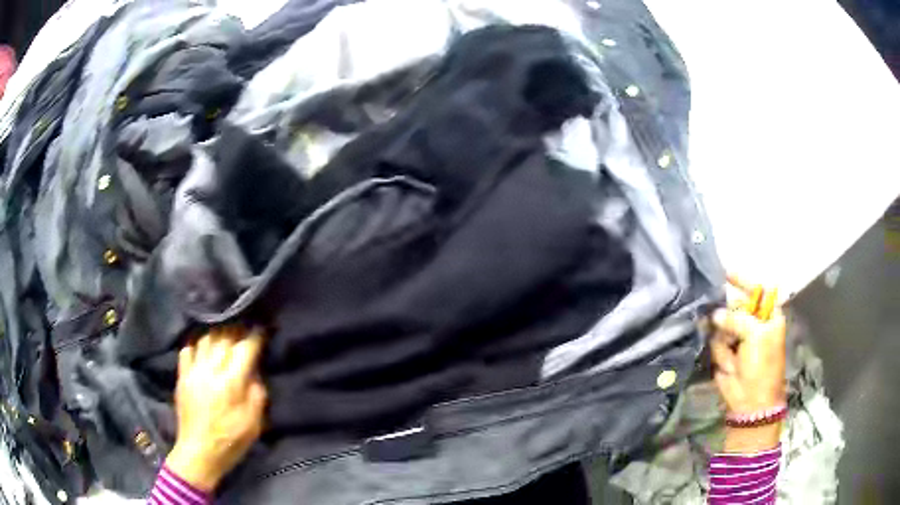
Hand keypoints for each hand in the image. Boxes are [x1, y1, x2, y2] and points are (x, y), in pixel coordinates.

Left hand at [165, 326, 267, 491]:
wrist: (199, 451)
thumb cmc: (231, 440)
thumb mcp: (254, 423)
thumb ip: (257, 393)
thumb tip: (254, 372)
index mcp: (232, 382)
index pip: (245, 348)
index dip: (255, 336)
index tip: (262, 329)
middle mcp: (211, 370)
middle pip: (225, 337)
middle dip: (237, 331)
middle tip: (245, 330)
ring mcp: (194, 371)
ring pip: (206, 339)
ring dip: (218, 334)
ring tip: (225, 337)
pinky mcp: (182, 376)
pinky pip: (187, 349)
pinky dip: (197, 345)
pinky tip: (203, 350)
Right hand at [710, 275, 786, 452]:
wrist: (751, 400)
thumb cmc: (762, 364)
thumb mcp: (756, 335)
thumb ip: (737, 318)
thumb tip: (715, 315)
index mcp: (768, 316)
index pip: (756, 290)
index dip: (742, 281)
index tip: (726, 273)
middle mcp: (753, 323)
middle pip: (735, 305)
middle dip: (726, 311)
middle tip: (722, 318)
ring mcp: (737, 338)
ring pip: (721, 324)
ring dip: (724, 338)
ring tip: (733, 356)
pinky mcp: (724, 351)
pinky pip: (715, 341)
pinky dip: (720, 351)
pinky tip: (728, 363)